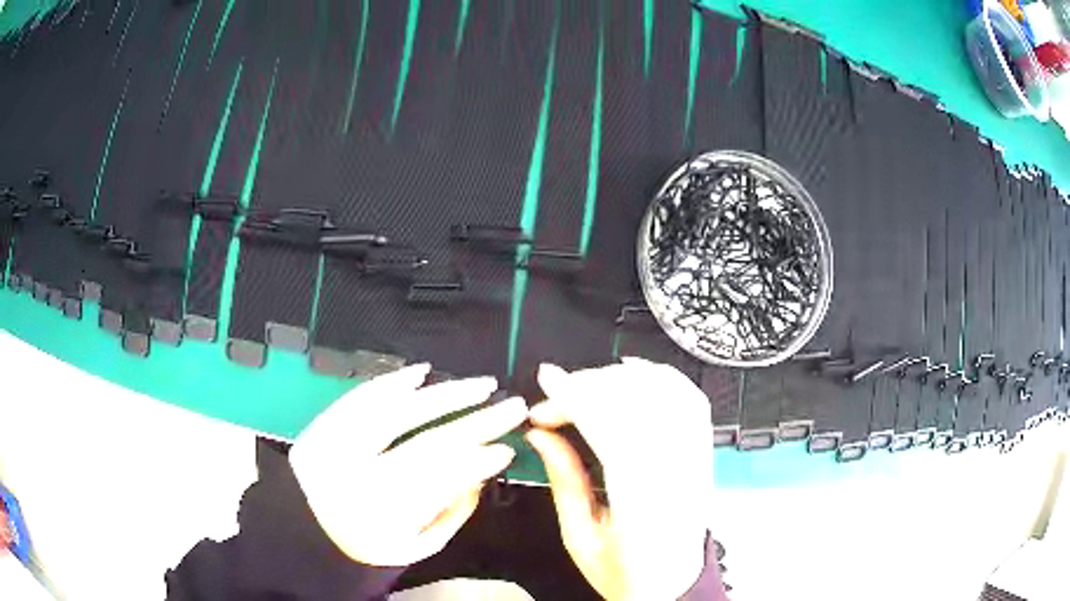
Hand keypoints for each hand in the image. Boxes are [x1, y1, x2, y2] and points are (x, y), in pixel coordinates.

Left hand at [290, 364, 525, 566]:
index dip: (479, 462)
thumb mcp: (414, 548)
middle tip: (511, 407)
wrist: (302, 532)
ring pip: (396, 413)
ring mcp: (335, 447)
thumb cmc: (365, 547)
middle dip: (477, 423)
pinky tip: (421, 373)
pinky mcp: (321, 427)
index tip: (506, 448)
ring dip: (443, 396)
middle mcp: (358, 477)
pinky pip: (359, 399)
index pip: (442, 480)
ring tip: (479, 385)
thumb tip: (479, 474)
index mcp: (383, 516)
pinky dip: (391, 383)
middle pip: (428, 444)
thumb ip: (450, 514)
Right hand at [527, 358, 713, 600]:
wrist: (672, 584)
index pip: (614, 431)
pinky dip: (661, 375)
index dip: (577, 397)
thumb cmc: (626, 573)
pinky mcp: (702, 451)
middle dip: (588, 386)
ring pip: (664, 393)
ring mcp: (696, 459)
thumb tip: (541, 435)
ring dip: (619, 378)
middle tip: (554, 397)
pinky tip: (634, 372)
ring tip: (585, 386)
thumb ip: (563, 482)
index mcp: (642, 506)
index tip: (547, 385)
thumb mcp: (580, 538)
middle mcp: (677, 475)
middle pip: (638, 404)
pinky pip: (690, 398)